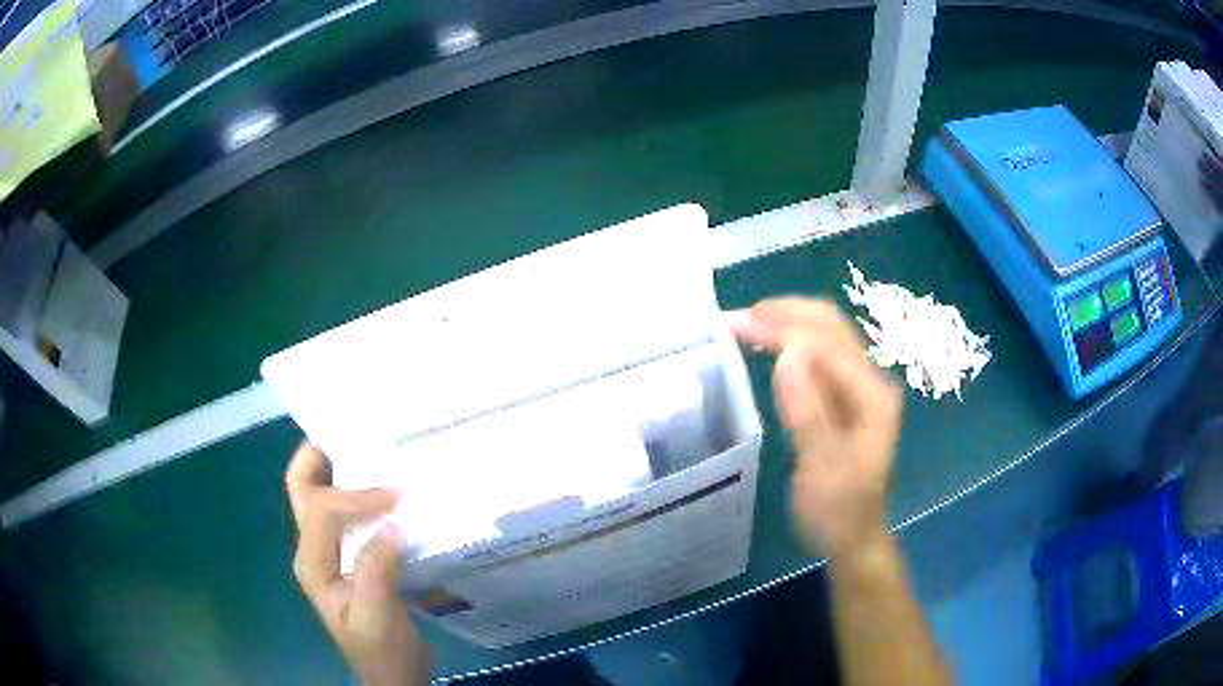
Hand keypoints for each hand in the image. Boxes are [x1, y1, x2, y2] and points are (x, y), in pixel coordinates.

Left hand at [286, 442, 431, 685]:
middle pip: (301, 488)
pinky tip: (385, 486)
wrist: (391, 675)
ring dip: (339, 468)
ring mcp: (329, 552)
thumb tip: (392, 524)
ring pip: (319, 494)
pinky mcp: (348, 556)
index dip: (357, 496)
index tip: (399, 493)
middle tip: (354, 433)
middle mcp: (312, 550)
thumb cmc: (382, 651)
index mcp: (313, 564)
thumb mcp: (379, 618)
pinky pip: (345, 512)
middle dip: (320, 456)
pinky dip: (359, 491)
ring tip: (371, 448)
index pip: (322, 511)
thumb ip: (377, 571)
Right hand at [731, 298, 902, 558]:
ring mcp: (859, 387)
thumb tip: (786, 355)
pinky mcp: (843, 398)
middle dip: (783, 314)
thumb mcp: (822, 469)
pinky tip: (764, 347)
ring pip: (823, 336)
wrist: (854, 538)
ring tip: (743, 326)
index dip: (782, 328)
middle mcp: (870, 380)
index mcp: (872, 395)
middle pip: (829, 326)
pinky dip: (788, 344)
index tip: (737, 325)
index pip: (826, 342)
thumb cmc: (839, 511)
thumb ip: (808, 412)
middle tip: (737, 318)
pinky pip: (816, 357)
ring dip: (784, 324)